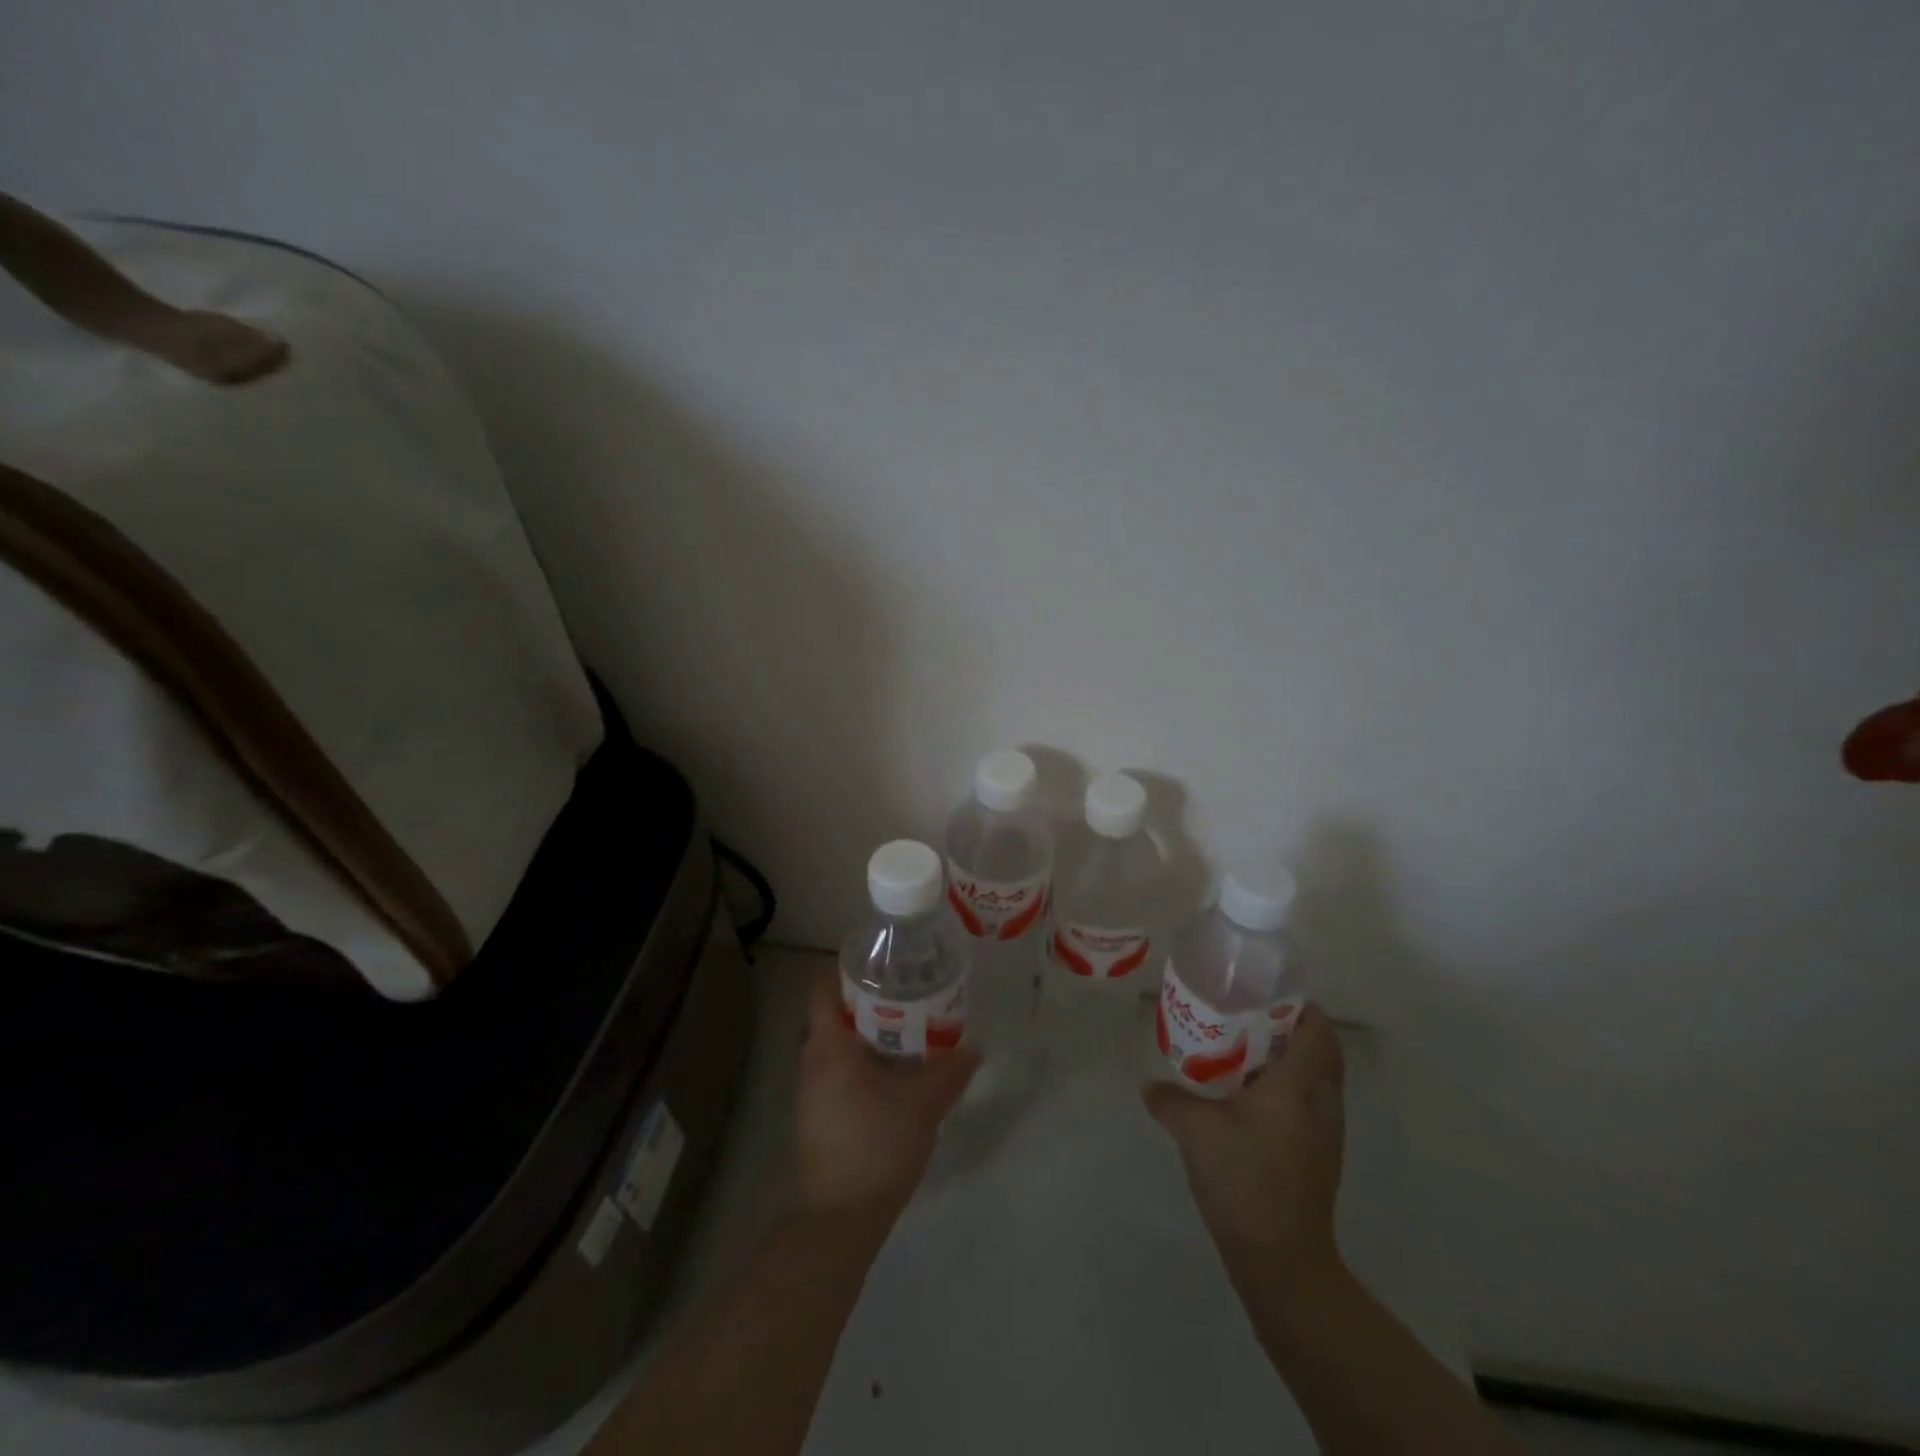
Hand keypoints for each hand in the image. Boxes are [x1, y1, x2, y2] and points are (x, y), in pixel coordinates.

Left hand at [796, 971, 979, 1232]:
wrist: (840, 1220)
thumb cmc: (877, 1145)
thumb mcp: (923, 1104)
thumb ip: (950, 1070)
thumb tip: (972, 1048)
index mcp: (828, 1047)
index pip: (823, 989)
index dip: (848, 970)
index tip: (882, 965)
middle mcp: (811, 1063)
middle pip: (833, 1016)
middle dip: (868, 1002)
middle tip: (907, 995)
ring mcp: (810, 1094)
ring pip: (838, 1047)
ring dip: (868, 1036)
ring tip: (908, 1032)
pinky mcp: (817, 1119)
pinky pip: (838, 1074)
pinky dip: (862, 1064)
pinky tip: (894, 1077)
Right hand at [1143, 1005, 1345, 1280]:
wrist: (1281, 1259)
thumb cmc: (1243, 1178)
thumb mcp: (1194, 1131)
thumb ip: (1169, 1100)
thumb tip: (1147, 1084)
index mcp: (1297, 1086)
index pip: (1318, 1031)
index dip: (1300, 1006)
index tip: (1266, 993)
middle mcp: (1321, 1104)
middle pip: (1323, 1052)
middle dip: (1294, 1030)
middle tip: (1251, 1017)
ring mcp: (1326, 1134)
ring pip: (1318, 1080)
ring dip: (1292, 1061)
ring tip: (1246, 1052)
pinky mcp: (1321, 1157)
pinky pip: (1311, 1105)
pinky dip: (1290, 1090)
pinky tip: (1250, 1099)